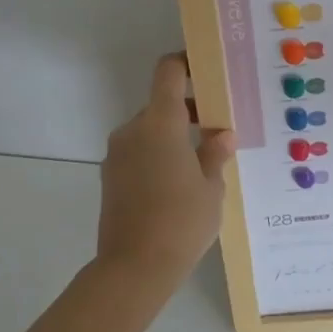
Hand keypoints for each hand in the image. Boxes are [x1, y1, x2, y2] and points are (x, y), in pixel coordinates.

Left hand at [96, 53, 236, 285]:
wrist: (134, 268)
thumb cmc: (182, 221)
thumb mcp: (211, 187)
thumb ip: (215, 154)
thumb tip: (221, 135)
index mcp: (160, 124)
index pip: (168, 72)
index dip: (186, 63)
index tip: (208, 70)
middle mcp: (133, 130)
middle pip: (161, 105)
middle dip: (189, 111)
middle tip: (219, 131)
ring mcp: (117, 154)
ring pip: (150, 131)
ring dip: (174, 137)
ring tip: (202, 164)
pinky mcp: (110, 177)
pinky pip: (139, 153)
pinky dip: (159, 156)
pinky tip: (179, 185)